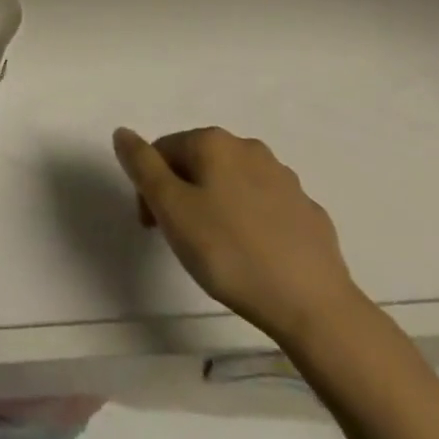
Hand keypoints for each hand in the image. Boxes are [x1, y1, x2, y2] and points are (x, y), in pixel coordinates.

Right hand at [113, 126, 363, 346]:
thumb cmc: (230, 253)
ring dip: (217, 206)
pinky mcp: (308, 211)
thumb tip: (123, 132)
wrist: (314, 306)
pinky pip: (266, 208)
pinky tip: (255, 256)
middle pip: (199, 163)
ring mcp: (284, 178)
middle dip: (183, 194)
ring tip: (218, 252)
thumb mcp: (172, 209)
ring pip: (234, 184)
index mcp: (213, 142)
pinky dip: (251, 223)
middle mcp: (249, 148)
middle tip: (181, 240)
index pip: (164, 150)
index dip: (150, 187)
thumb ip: (142, 166)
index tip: (152, 227)